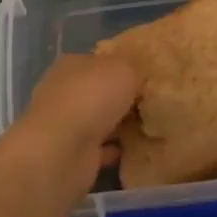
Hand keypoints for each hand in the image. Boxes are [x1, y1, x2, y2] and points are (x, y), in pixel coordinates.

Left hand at [6, 53, 137, 203]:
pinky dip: (116, 149)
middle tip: (153, 103)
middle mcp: (64, 92)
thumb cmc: (91, 97)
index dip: (123, 68)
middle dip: (122, 98)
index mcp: (72, 65)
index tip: (147, 78)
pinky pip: (102, 148)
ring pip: (100, 121)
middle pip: (99, 92)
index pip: (100, 62)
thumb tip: (139, 76)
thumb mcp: (124, 69)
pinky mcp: (73, 154)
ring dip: (120, 124)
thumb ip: (134, 69)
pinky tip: (138, 148)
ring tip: (151, 126)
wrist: (62, 151)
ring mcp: (66, 125)